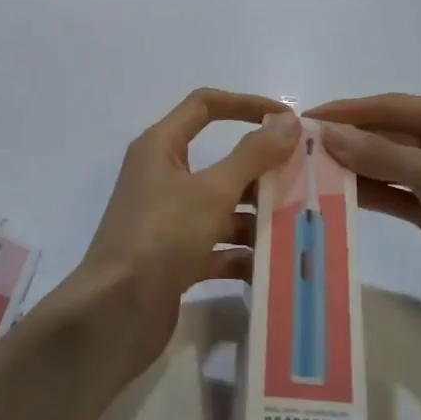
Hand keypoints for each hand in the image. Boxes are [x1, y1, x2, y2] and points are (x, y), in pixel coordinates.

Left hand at [64, 89, 301, 376]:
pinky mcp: (175, 259)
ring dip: (258, 217)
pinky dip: (244, 254)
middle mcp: (162, 178)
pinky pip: (218, 247)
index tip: (287, 118)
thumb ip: (252, 155)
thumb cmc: (160, 237)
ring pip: (223, 208)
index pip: (205, 106)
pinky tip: (277, 266)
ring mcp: (168, 221)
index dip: (246, 104)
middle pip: (221, 162)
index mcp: (161, 148)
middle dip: (262, 171)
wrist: (113, 315)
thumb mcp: (212, 191)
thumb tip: (287, 119)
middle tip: (306, 180)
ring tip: (303, 226)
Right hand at [308, 94, 420, 353]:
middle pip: (391, 134)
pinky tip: (336, 193)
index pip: (395, 106)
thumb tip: (328, 134)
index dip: (349, 111)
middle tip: (298, 147)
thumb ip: (380, 153)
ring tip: (308, 169)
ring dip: (354, 167)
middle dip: (349, 140)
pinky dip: (370, 193)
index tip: (304, 117)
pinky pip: (398, 194)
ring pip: (391, 165)